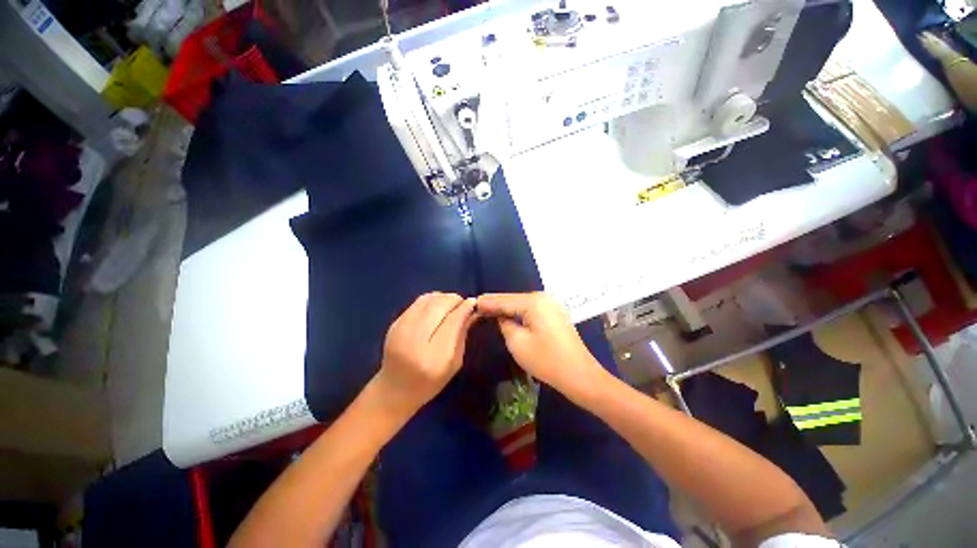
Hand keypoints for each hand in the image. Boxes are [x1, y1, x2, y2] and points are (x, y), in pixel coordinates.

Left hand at [374, 292, 477, 416]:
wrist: (394, 389)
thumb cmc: (430, 381)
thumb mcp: (455, 362)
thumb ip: (462, 333)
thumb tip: (471, 308)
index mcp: (434, 357)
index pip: (453, 321)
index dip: (465, 308)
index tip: (474, 303)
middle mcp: (415, 340)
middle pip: (439, 305)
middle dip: (455, 300)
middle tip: (463, 304)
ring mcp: (401, 329)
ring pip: (428, 299)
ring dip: (443, 298)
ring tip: (450, 305)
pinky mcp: (394, 323)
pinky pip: (418, 301)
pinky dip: (432, 300)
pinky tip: (437, 307)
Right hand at [476, 292, 609, 401]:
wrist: (580, 375)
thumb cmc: (547, 360)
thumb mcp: (518, 343)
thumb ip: (505, 324)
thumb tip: (502, 317)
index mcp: (534, 302)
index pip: (504, 300)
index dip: (487, 302)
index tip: (472, 302)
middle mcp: (543, 298)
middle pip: (513, 299)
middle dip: (496, 303)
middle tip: (477, 305)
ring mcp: (551, 305)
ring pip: (522, 304)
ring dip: (506, 308)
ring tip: (488, 309)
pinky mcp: (554, 314)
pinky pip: (531, 310)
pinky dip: (518, 312)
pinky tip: (508, 315)